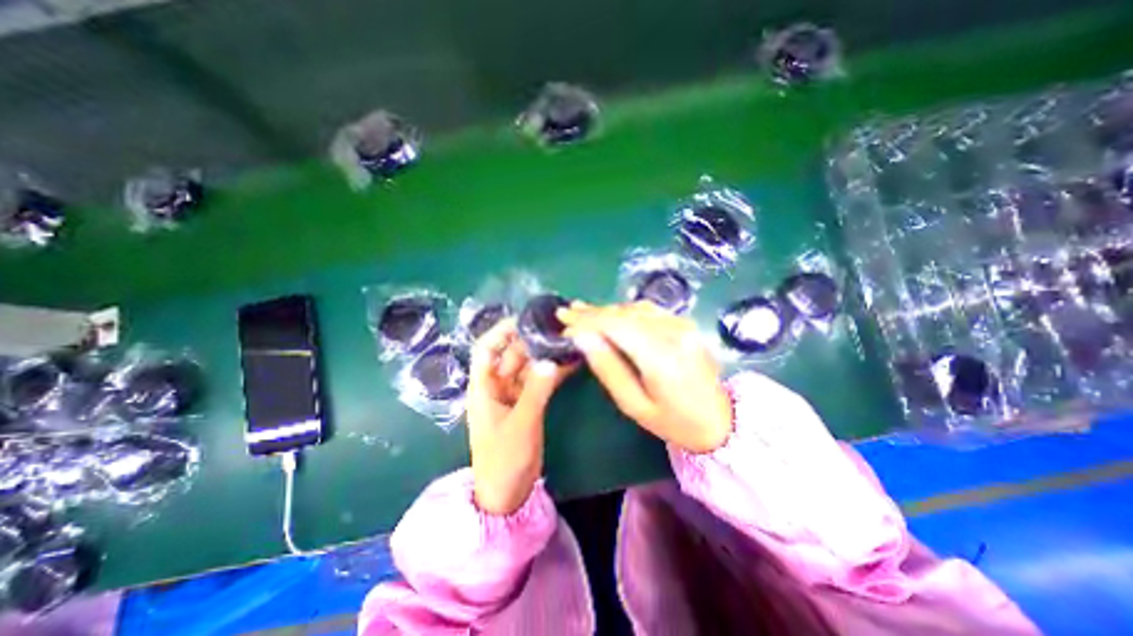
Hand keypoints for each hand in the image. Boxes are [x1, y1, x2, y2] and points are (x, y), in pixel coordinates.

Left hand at [468, 321, 575, 514]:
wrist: (507, 494)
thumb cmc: (504, 460)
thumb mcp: (520, 424)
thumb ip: (536, 392)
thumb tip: (551, 361)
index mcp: (484, 387)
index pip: (486, 348)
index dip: (502, 331)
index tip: (526, 319)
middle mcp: (497, 386)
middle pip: (513, 354)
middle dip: (532, 341)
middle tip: (558, 328)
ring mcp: (514, 395)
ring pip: (529, 367)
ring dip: (545, 356)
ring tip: (568, 341)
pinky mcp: (528, 404)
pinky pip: (540, 381)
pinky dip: (553, 372)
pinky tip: (570, 363)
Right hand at [558, 301, 735, 452]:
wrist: (720, 421)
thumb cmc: (673, 422)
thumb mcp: (633, 405)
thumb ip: (607, 367)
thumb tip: (581, 336)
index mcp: (662, 357)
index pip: (616, 326)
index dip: (587, 320)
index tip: (563, 321)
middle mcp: (674, 333)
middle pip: (624, 314)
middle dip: (592, 312)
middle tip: (566, 312)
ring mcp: (682, 325)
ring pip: (635, 308)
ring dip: (606, 310)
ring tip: (581, 310)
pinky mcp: (684, 324)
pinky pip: (647, 310)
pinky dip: (624, 311)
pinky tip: (609, 313)